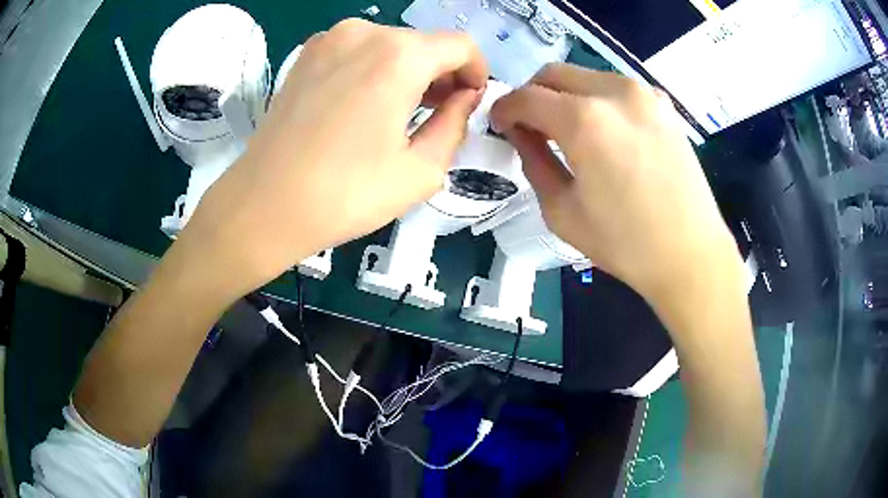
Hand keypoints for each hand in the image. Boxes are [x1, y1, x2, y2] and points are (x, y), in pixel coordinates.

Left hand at [181, 20, 487, 294]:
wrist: (264, 205)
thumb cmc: (345, 194)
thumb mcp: (422, 170)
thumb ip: (456, 124)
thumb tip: (464, 98)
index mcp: (400, 56)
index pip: (461, 46)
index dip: (476, 72)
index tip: (469, 102)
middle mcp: (365, 33)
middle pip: (425, 43)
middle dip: (442, 73)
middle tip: (439, 113)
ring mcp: (330, 38)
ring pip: (391, 45)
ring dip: (409, 71)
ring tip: (402, 111)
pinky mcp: (306, 54)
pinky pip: (359, 50)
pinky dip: (375, 68)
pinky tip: (365, 103)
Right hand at [491, 64, 739, 302]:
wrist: (691, 254)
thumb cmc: (625, 243)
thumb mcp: (562, 211)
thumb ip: (533, 162)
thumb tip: (520, 134)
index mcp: (584, 120)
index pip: (526, 97)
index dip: (505, 109)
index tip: (500, 124)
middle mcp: (614, 91)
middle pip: (554, 73)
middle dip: (533, 94)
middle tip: (530, 125)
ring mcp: (644, 93)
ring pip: (586, 76)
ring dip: (566, 95)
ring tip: (567, 130)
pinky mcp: (663, 104)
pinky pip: (616, 88)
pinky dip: (597, 100)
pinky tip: (604, 132)